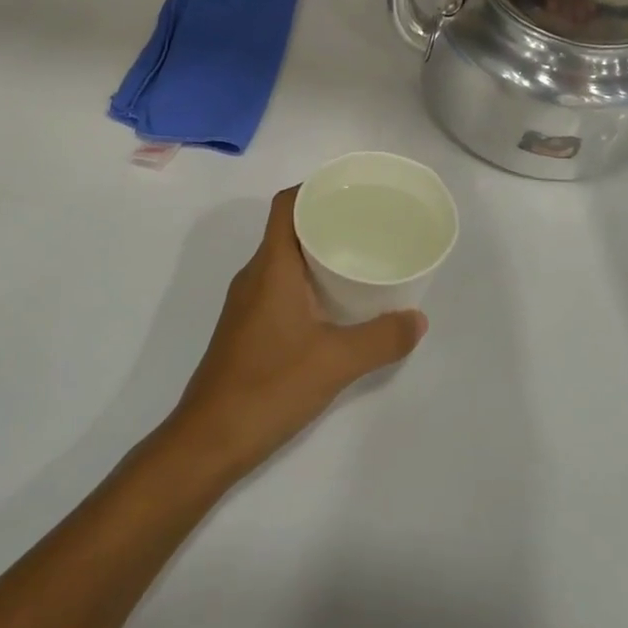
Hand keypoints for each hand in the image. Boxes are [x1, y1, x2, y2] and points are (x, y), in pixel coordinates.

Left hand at [163, 187, 426, 482]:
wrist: (208, 439)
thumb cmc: (269, 386)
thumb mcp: (335, 362)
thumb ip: (381, 339)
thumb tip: (418, 319)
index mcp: (271, 266)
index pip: (286, 205)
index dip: (314, 188)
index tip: (351, 191)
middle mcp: (255, 275)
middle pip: (287, 229)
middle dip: (325, 220)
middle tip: (368, 225)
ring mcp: (247, 302)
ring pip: (283, 260)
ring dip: (316, 253)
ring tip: (358, 259)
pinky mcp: (247, 327)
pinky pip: (279, 285)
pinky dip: (306, 282)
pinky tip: (333, 305)